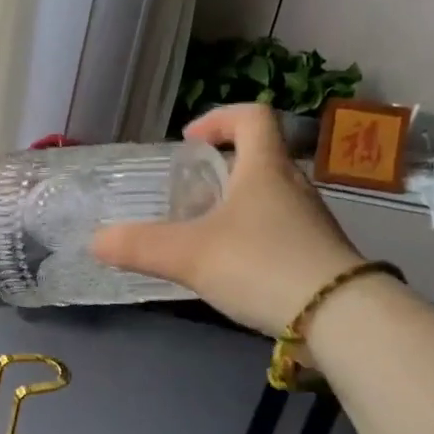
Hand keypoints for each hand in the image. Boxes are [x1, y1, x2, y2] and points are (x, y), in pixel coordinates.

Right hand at [91, 104, 363, 335]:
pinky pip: (276, 231)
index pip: (252, 116)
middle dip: (219, 169)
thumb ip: (139, 246)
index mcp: (265, 168)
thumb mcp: (189, 255)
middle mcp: (292, 186)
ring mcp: (309, 221)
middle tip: (185, 194)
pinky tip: (228, 269)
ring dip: (233, 205)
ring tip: (200, 234)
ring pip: (266, 197)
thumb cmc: (260, 265)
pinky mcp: (316, 254)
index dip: (218, 118)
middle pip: (258, 158)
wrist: (338, 317)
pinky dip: (249, 237)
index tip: (189, 142)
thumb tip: (96, 241)